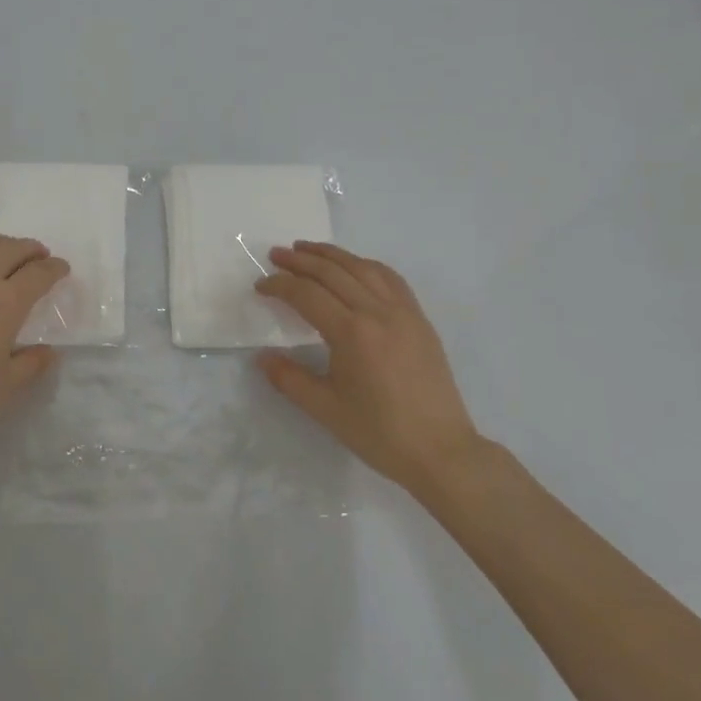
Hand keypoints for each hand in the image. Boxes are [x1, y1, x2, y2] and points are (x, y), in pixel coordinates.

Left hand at [0, 234, 68, 460]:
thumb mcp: (6, 385)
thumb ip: (32, 363)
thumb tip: (48, 351)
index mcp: (6, 303)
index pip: (39, 272)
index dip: (55, 267)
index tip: (61, 269)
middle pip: (11, 248)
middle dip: (31, 249)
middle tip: (38, 257)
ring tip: (5, 255)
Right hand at [255, 242, 482, 494]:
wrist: (440, 450)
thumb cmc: (379, 432)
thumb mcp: (325, 409)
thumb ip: (289, 379)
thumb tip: (262, 357)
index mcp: (351, 332)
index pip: (307, 294)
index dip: (279, 285)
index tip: (260, 286)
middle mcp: (377, 312)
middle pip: (333, 272)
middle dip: (300, 261)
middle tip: (276, 255)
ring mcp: (403, 312)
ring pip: (363, 268)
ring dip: (332, 255)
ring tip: (308, 249)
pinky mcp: (420, 319)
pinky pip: (390, 278)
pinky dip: (366, 265)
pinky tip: (355, 266)